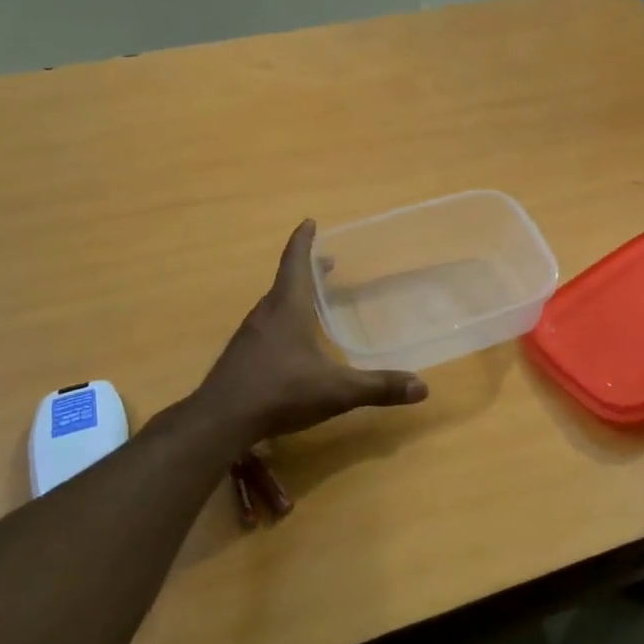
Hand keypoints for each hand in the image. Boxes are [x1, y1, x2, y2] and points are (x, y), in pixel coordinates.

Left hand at [200, 221, 429, 443]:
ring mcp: (249, 336)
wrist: (220, 421)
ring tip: (312, 301)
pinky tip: (292, 344)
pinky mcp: (241, 357)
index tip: (310, 222)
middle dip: (306, 270)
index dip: (303, 241)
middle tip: (326, 264)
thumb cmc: (281, 392)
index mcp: (288, 307)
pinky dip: (282, 321)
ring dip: (293, 296)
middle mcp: (266, 314)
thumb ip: (379, 387)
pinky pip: (266, 327)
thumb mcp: (337, 391)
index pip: (296, 262)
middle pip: (286, 281)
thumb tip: (423, 387)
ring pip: (274, 305)